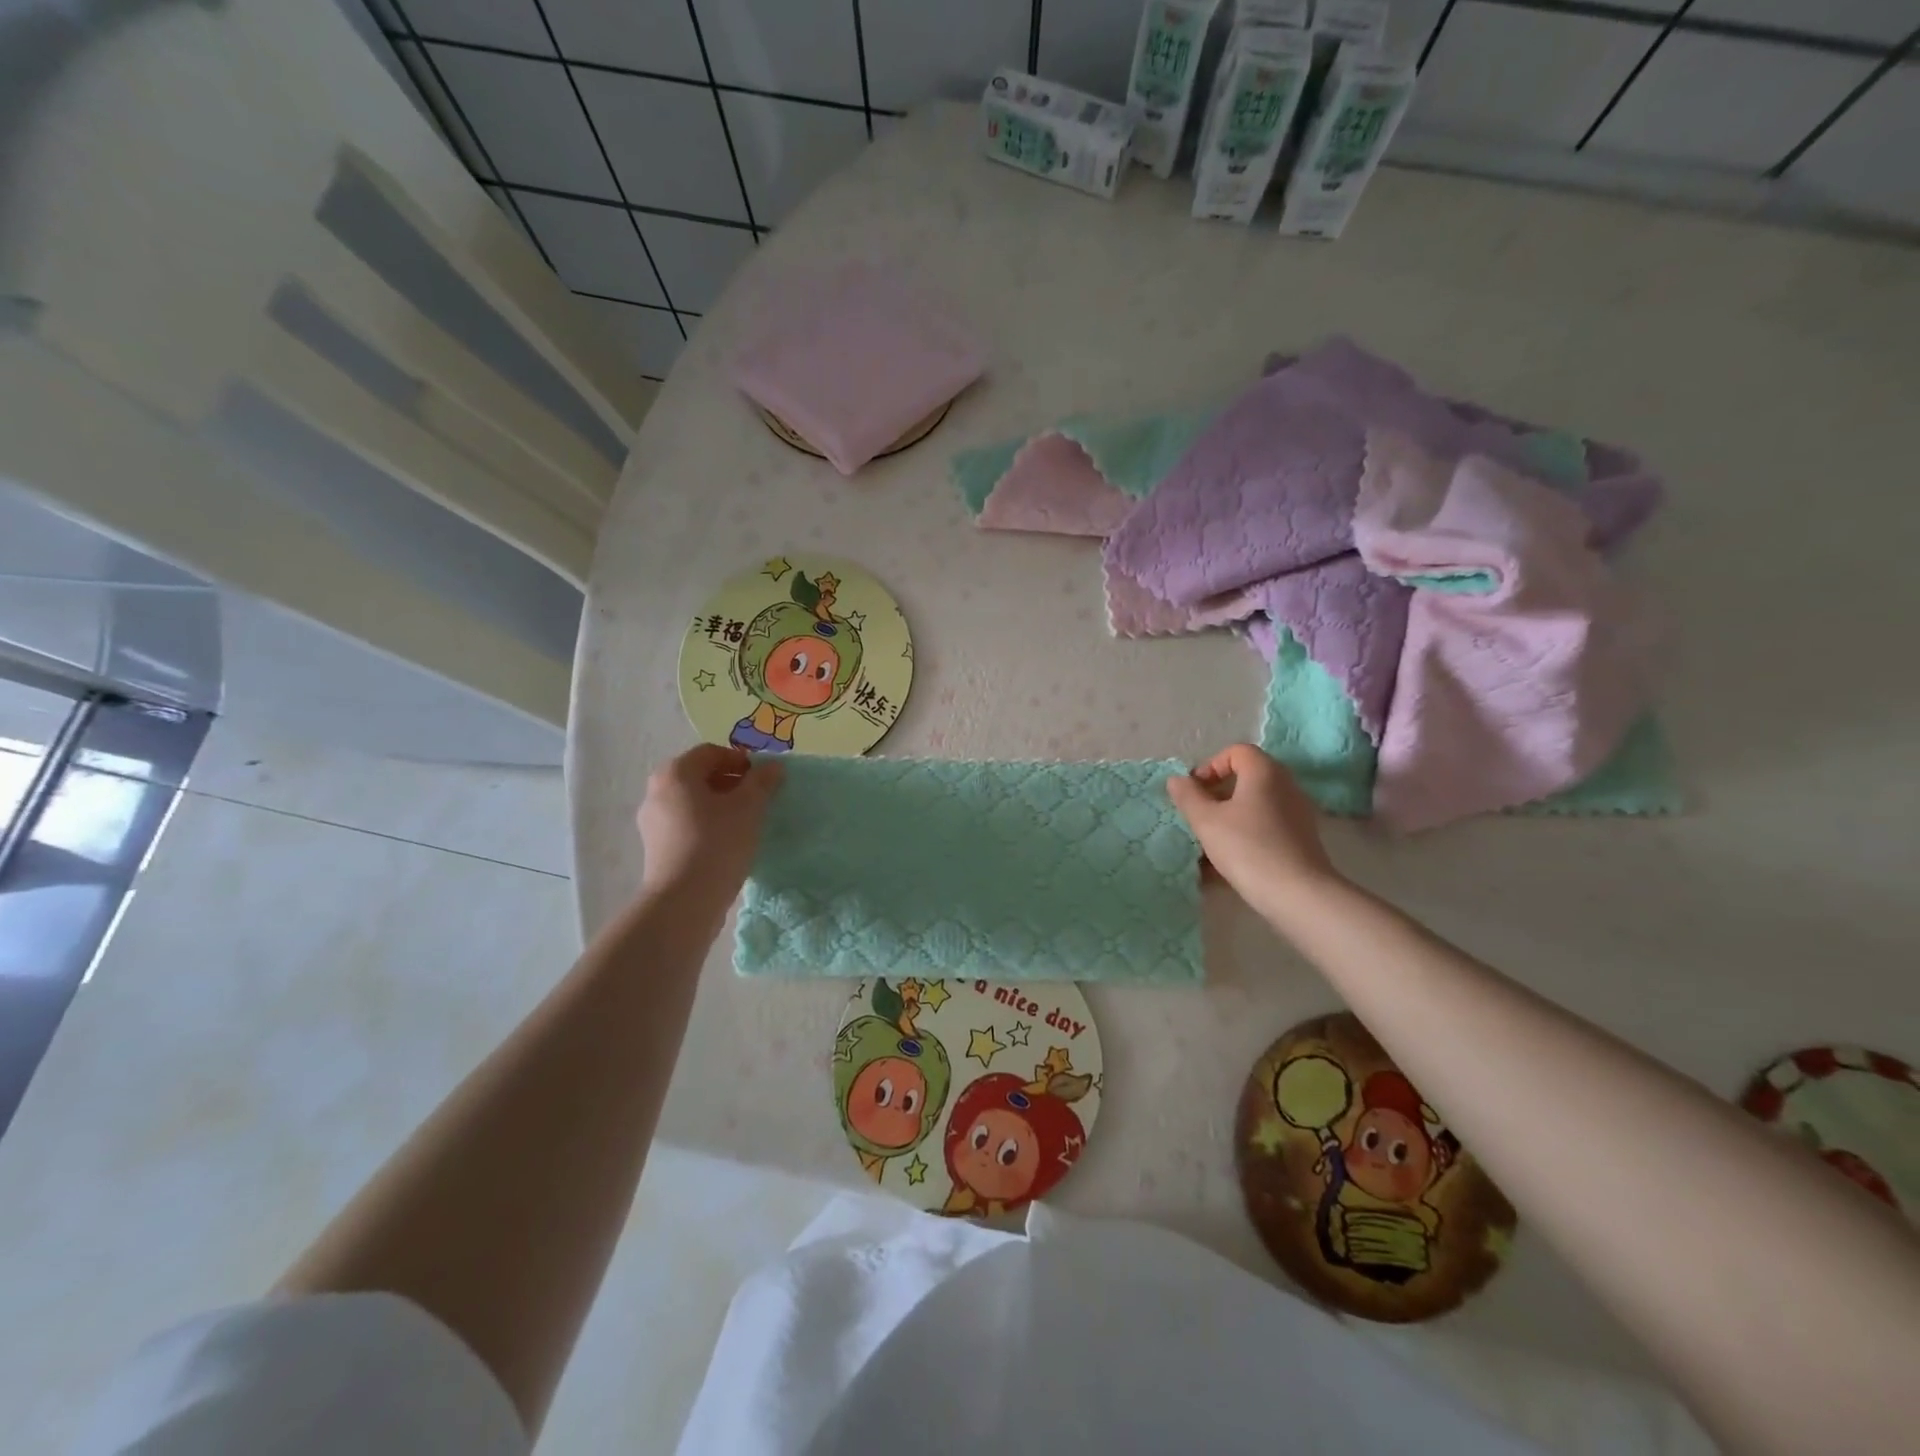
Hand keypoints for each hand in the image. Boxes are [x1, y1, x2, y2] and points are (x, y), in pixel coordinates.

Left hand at [637, 744, 783, 912]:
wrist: (684, 901)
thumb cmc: (717, 843)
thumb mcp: (749, 807)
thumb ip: (762, 782)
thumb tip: (773, 767)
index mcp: (676, 773)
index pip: (712, 753)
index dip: (741, 760)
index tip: (764, 778)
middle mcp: (657, 791)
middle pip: (700, 776)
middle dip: (732, 783)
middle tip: (758, 799)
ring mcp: (653, 821)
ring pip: (693, 802)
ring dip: (721, 805)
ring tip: (747, 822)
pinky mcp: (657, 847)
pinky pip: (686, 824)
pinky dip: (708, 825)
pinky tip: (729, 842)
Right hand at [1166, 744, 1339, 914]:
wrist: (1297, 893)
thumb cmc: (1247, 847)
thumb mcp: (1206, 821)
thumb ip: (1188, 796)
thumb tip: (1177, 779)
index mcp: (1264, 772)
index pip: (1236, 751)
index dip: (1210, 765)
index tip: (1194, 790)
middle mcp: (1286, 785)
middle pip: (1247, 776)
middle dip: (1218, 792)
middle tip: (1199, 813)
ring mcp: (1297, 812)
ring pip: (1256, 803)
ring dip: (1230, 815)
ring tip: (1210, 840)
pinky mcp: (1301, 838)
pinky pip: (1266, 824)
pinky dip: (1246, 832)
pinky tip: (1229, 860)